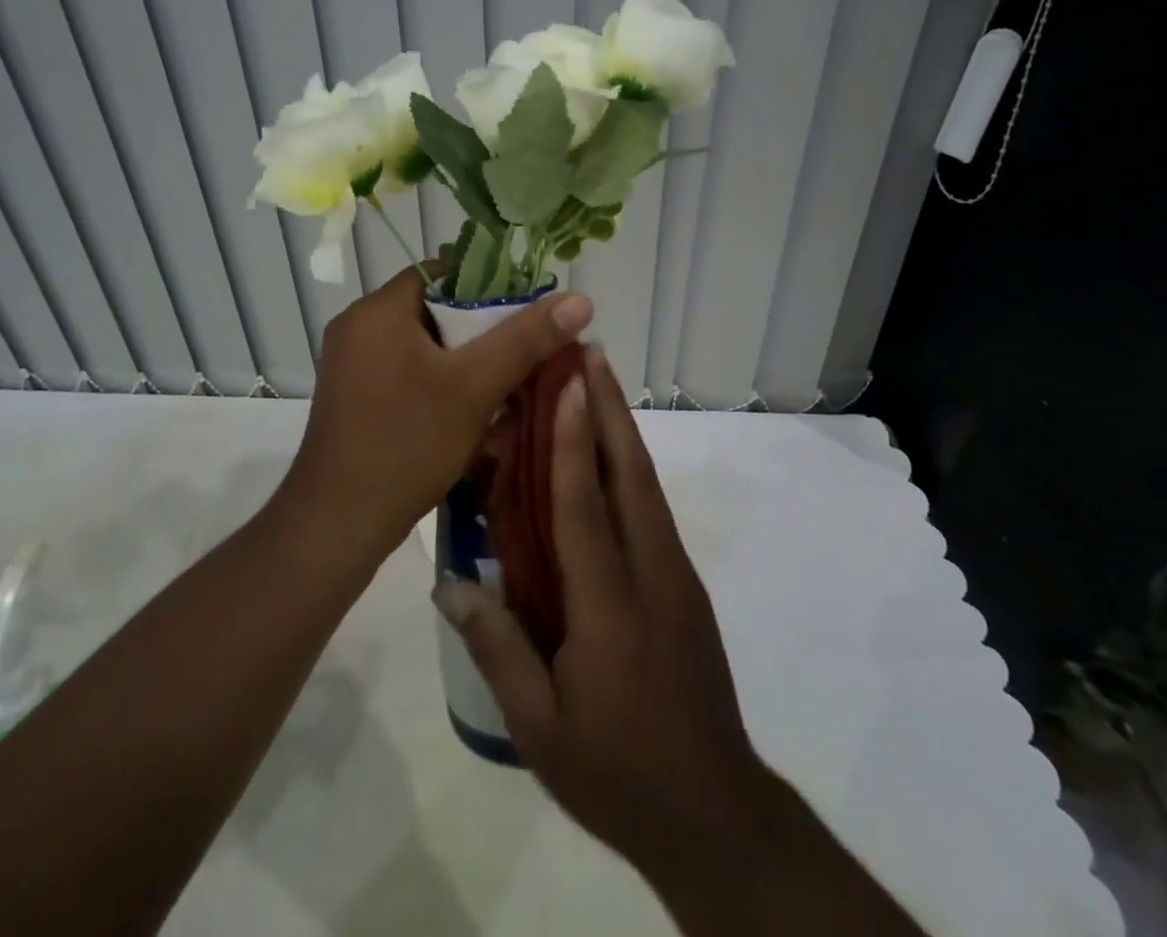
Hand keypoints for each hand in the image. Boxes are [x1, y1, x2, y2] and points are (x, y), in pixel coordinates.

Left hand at [281, 265, 593, 559]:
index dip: (488, 287)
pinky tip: (467, 411)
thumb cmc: (407, 444)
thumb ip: (526, 339)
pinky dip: (437, 381)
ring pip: (422, 345)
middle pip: (434, 310)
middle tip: (522, 355)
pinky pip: (404, 371)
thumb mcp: (475, 387)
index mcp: (378, 310)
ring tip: (503, 384)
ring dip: (462, 360)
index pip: (443, 273)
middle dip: (480, 330)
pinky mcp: (352, 396)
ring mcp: (350, 364)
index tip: (524, 315)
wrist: (338, 524)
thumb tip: (580, 299)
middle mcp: (357, 327)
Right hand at [434, 345, 923, 935]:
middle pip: (630, 474)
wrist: (715, 813)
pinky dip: (629, 466)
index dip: (575, 439)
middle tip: (590, 354)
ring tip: (598, 384)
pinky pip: (651, 509)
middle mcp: (650, 572)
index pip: (586, 505)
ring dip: (622, 429)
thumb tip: (451, 584)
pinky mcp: (684, 585)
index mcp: (609, 605)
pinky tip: (610, 456)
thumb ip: (497, 650)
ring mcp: (675, 575)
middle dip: (609, 408)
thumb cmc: (618, 772)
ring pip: (646, 485)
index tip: (569, 383)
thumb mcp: (540, 729)